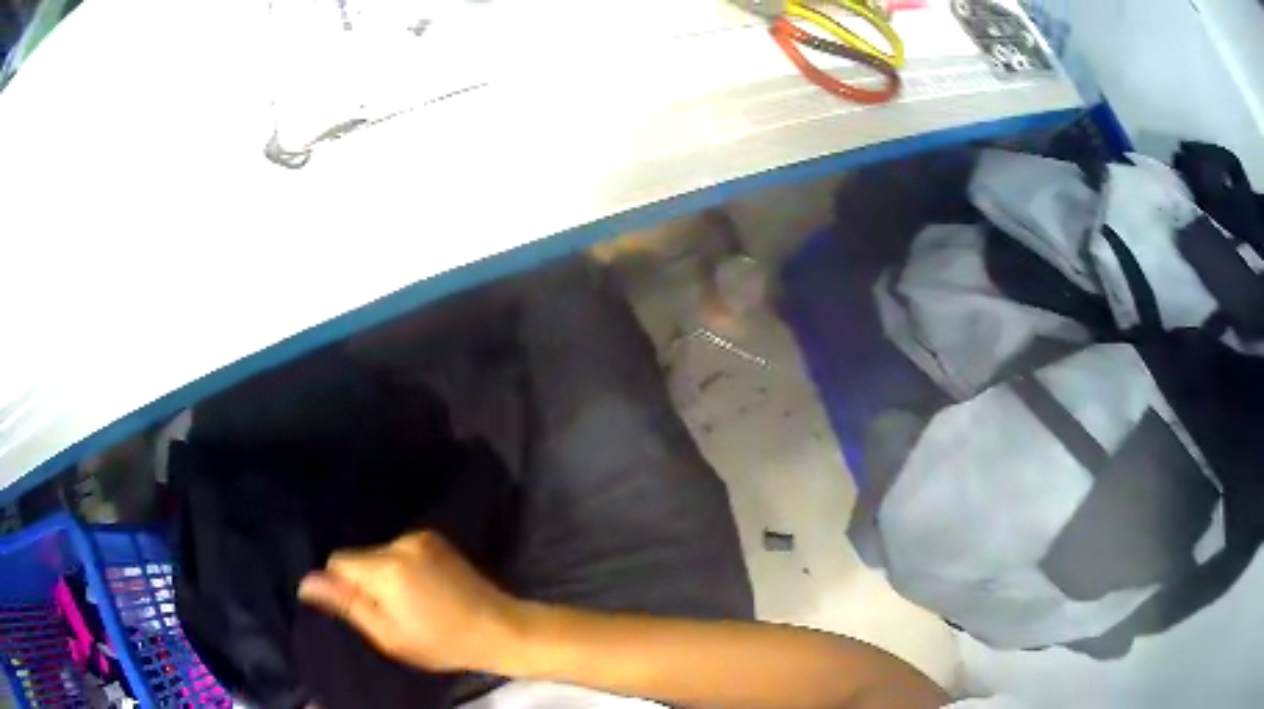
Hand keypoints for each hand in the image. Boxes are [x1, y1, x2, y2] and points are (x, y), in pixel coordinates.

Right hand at [297, 531, 523, 672]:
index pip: (339, 561)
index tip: (362, 609)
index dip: (342, 586)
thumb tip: (306, 582)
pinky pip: (399, 549)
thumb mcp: (388, 635)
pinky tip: (423, 588)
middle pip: (359, 556)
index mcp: (387, 569)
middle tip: (389, 612)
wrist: (498, 627)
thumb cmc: (441, 642)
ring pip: (378, 552)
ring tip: (410, 602)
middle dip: (364, 580)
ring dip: (382, 573)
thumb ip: (347, 605)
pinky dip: (401, 566)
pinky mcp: (435, 537)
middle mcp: (401, 543)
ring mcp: (421, 536)